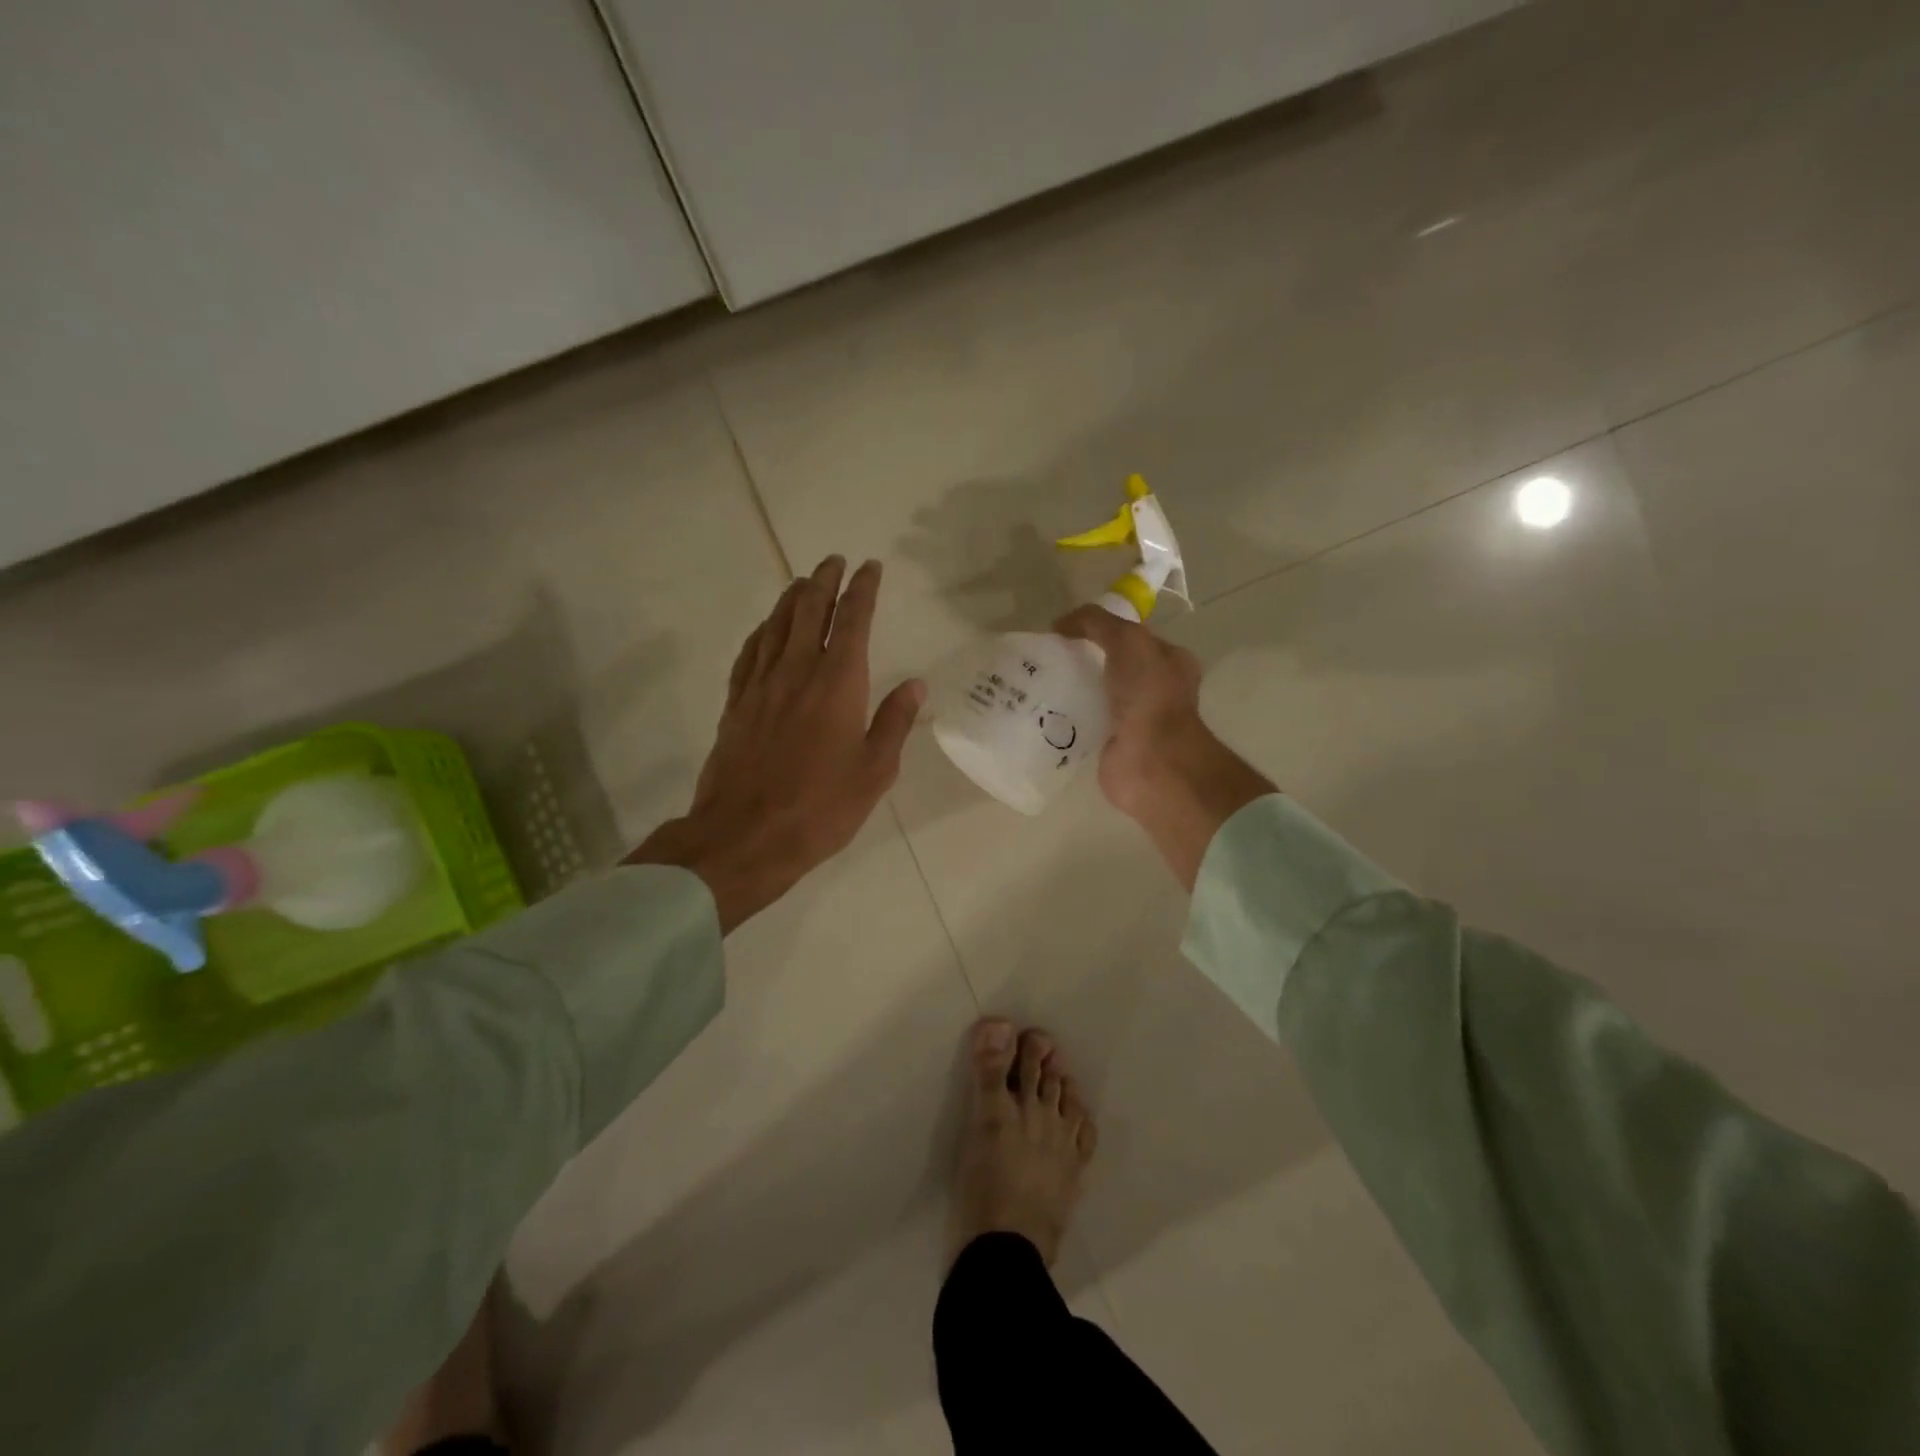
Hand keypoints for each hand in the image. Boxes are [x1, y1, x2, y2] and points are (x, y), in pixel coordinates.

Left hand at [628, 556, 924, 932]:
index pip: (853, 621)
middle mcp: (797, 672)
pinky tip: (766, 629)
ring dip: (792, 598)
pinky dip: (762, 631)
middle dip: (824, 581)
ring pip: (776, 625)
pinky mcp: (736, 704)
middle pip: (809, 611)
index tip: (870, 567)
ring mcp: (761, 686)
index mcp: (837, 684)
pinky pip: (750, 653)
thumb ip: (894, 723)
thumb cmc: (821, 808)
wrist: (745, 836)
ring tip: (803, 583)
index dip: (863, 590)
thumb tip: (915, 684)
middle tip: (834, 561)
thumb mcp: (874, 771)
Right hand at [1055, 606, 1272, 888]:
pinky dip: (1064, 717)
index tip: (1065, 629)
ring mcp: (1132, 718)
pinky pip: (1082, 723)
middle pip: (1109, 664)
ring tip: (1034, 680)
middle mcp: (1154, 688)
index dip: (1100, 628)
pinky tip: (1039, 710)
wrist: (1151, 762)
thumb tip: (1061, 624)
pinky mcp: (1110, 744)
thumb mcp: (1128, 640)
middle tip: (1045, 655)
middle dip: (1080, 658)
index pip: (1131, 635)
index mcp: (1169, 661)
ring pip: (1094, 693)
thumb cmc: (1149, 696)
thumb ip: (1097, 622)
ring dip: (1069, 688)